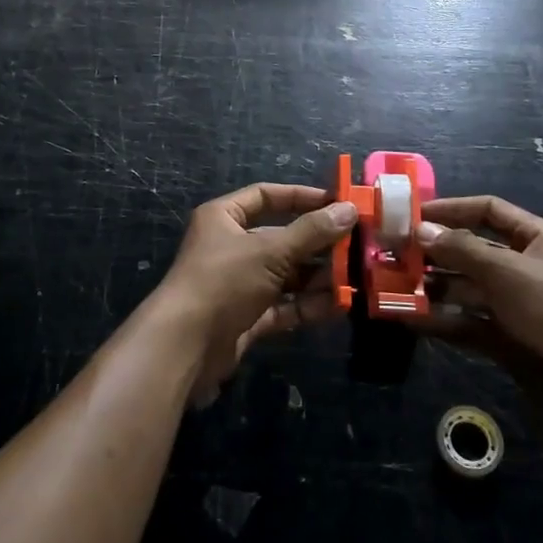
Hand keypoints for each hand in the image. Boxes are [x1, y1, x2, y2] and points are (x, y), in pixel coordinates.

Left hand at [150, 183, 354, 405]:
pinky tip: (338, 305)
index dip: (301, 197)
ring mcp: (239, 284)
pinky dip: (307, 305)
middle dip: (317, 244)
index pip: (267, 196)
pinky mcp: (246, 317)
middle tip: (357, 246)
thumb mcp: (270, 251)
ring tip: (355, 278)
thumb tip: (349, 210)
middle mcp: (230, 246)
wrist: (185, 346)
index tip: (338, 203)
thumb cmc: (224, 281)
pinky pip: (283, 305)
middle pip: (281, 238)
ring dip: (317, 277)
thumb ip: (312, 232)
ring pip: (285, 274)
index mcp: (224, 218)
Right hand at [411, 196, 542, 424]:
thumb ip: (461, 249)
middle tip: (392, 252)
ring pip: (463, 288)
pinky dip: (439, 321)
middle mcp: (522, 267)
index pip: (487, 210)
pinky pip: (465, 322)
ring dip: (430, 287)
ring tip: (392, 285)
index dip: (450, 209)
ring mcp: (513, 304)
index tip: (411, 214)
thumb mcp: (507, 273)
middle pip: (470, 249)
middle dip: (433, 251)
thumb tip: (420, 230)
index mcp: (536, 239)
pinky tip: (407, 319)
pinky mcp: (505, 338)